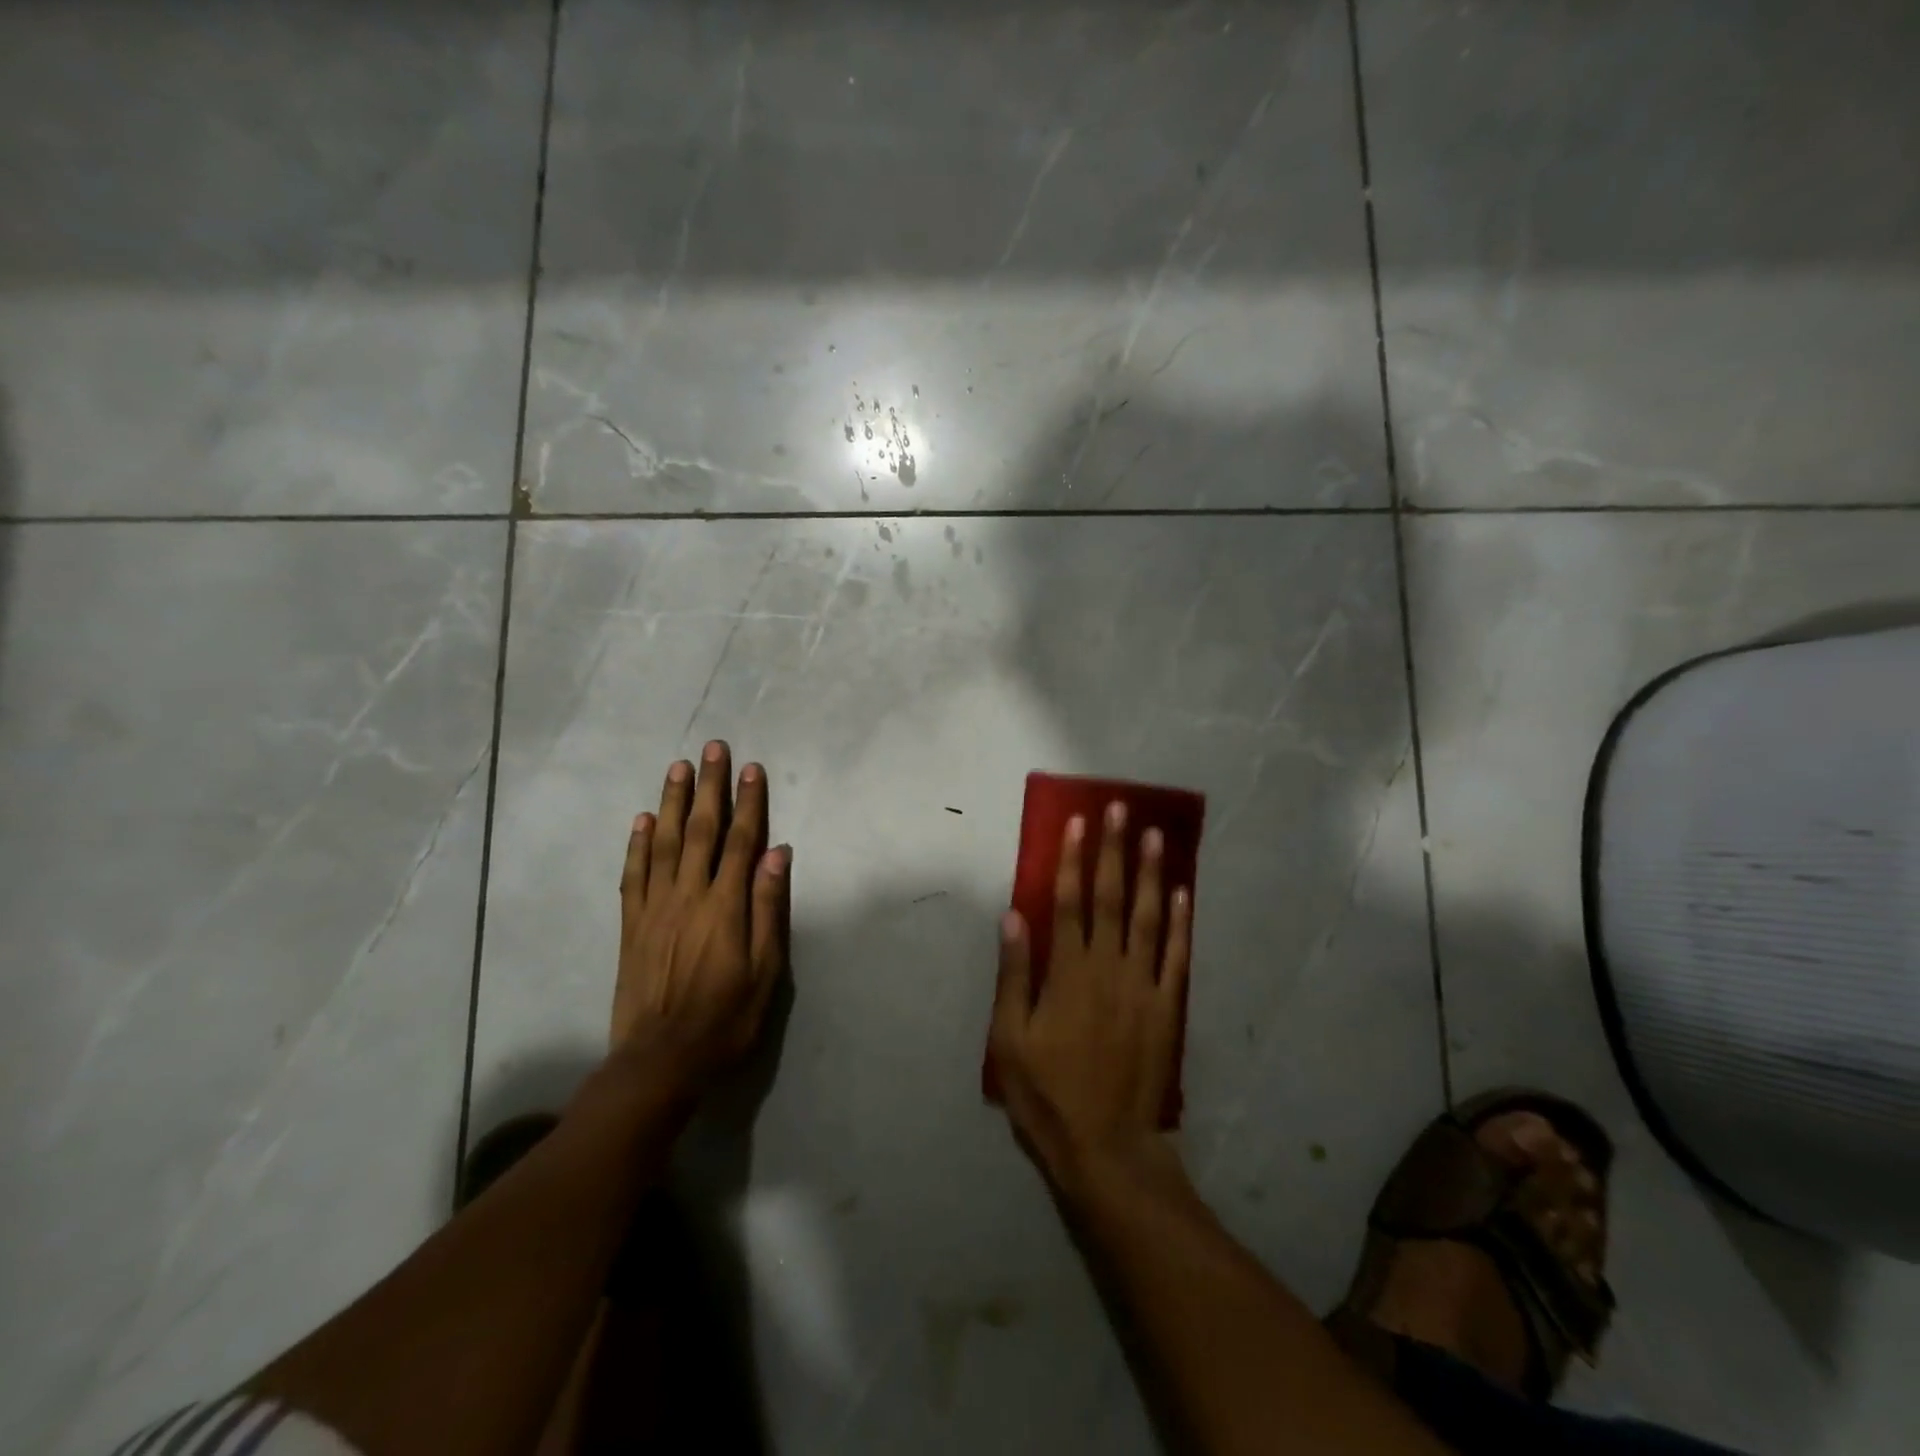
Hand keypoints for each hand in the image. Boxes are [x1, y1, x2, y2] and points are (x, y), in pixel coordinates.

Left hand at [612, 740, 789, 1094]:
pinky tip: (641, 820)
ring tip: (678, 768)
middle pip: (700, 830)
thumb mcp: (765, 971)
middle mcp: (688, 896)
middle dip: (708, 787)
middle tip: (712, 748)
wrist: (660, 1061)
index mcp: (725, 906)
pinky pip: (633, 875)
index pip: (741, 841)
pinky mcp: (632, 925)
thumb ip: (769, 909)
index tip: (751, 768)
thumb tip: (778, 854)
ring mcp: (655, 908)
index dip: (748, 802)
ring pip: (663, 843)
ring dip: (671, 802)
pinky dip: (637, 844)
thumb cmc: (726, 1018)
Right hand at [988, 801, 1192, 1191]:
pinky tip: (1182, 892)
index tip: (1078, 822)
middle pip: (1111, 899)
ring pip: (1147, 919)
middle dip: (1114, 851)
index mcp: (1067, 973)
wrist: (1106, 1147)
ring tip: (1155, 835)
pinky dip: (1180, 923)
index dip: (1073, 860)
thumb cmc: (1047, 1093)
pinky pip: (1176, 957)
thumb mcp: (1009, 1039)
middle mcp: (1107, 969)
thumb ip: (1013, 975)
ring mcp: (1143, 987)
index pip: (1070, 903)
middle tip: (1121, 809)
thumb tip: (1012, 915)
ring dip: (1150, 874)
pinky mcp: (1167, 1008)